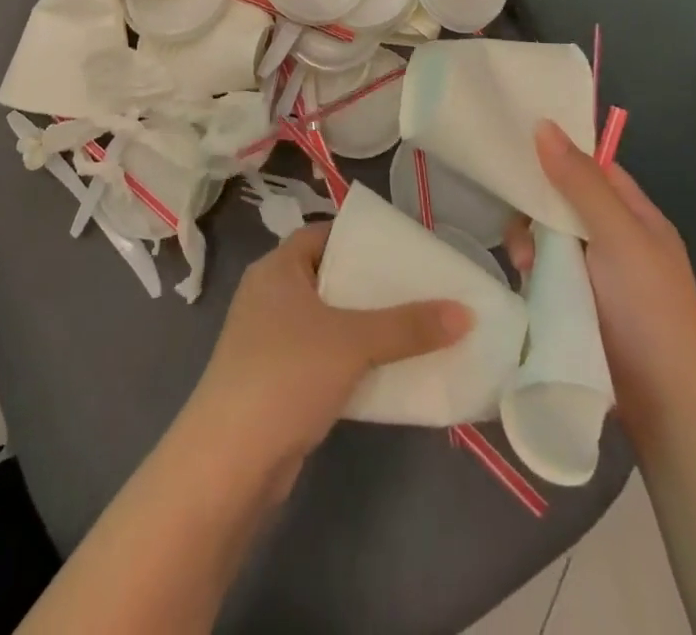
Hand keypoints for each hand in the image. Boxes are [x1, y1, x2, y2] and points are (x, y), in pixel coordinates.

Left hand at [183, 223, 471, 488]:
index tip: (401, 250)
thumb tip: (465, 312)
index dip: (359, 239)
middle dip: (370, 286)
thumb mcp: (352, 342)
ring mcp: (269, 340)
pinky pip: (322, 357)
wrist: (230, 461)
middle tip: (417, 290)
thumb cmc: (286, 374)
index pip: (322, 235)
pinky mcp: (275, 381)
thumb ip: (407, 326)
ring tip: (412, 330)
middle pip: (328, 277)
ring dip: (364, 327)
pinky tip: (385, 374)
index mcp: (277, 268)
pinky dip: (350, 361)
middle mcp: (269, 295)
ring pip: (326, 321)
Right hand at [505, 121, 695, 433]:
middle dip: (538, 208)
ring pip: (548, 238)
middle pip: (563, 202)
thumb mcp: (618, 237)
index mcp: (636, 217)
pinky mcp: (576, 306)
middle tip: (523, 228)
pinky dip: (531, 272)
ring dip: (531, 244)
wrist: (668, 408)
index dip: (558, 153)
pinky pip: (543, 272)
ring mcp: (596, 276)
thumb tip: (543, 124)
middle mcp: (616, 240)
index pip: (593, 168)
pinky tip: (523, 282)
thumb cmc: (651, 311)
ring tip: (524, 266)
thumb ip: (580, 183)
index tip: (515, 144)